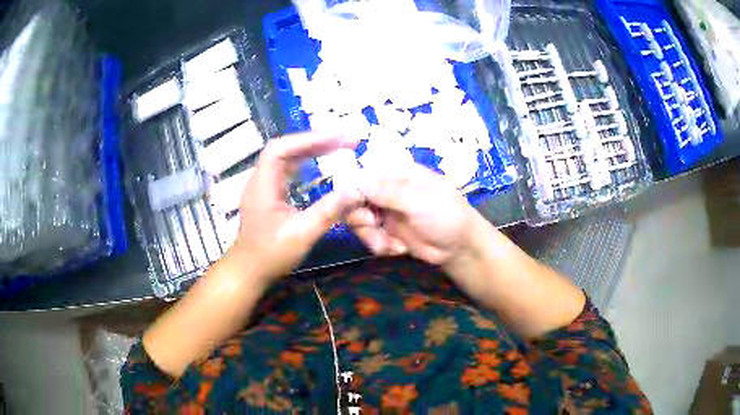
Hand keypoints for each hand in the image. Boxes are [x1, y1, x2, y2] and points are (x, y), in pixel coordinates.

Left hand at [232, 131, 362, 282]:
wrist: (249, 271)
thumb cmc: (271, 254)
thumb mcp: (302, 234)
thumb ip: (329, 211)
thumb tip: (357, 190)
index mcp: (263, 184)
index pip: (281, 149)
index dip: (308, 139)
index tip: (337, 138)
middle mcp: (261, 179)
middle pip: (285, 149)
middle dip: (315, 141)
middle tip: (346, 140)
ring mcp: (264, 186)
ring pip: (287, 158)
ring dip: (312, 150)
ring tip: (338, 146)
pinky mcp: (270, 195)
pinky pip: (288, 170)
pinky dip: (306, 163)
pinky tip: (321, 164)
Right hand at [348, 163, 482, 268]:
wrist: (459, 248)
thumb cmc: (447, 215)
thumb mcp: (420, 201)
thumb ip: (389, 192)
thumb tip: (357, 180)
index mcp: (396, 172)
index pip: (363, 171)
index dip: (351, 185)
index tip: (349, 201)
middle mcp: (385, 189)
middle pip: (353, 196)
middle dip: (359, 214)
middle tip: (372, 223)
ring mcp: (384, 211)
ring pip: (357, 219)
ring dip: (369, 234)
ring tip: (388, 244)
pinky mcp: (385, 231)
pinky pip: (367, 236)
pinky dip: (379, 245)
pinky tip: (398, 249)